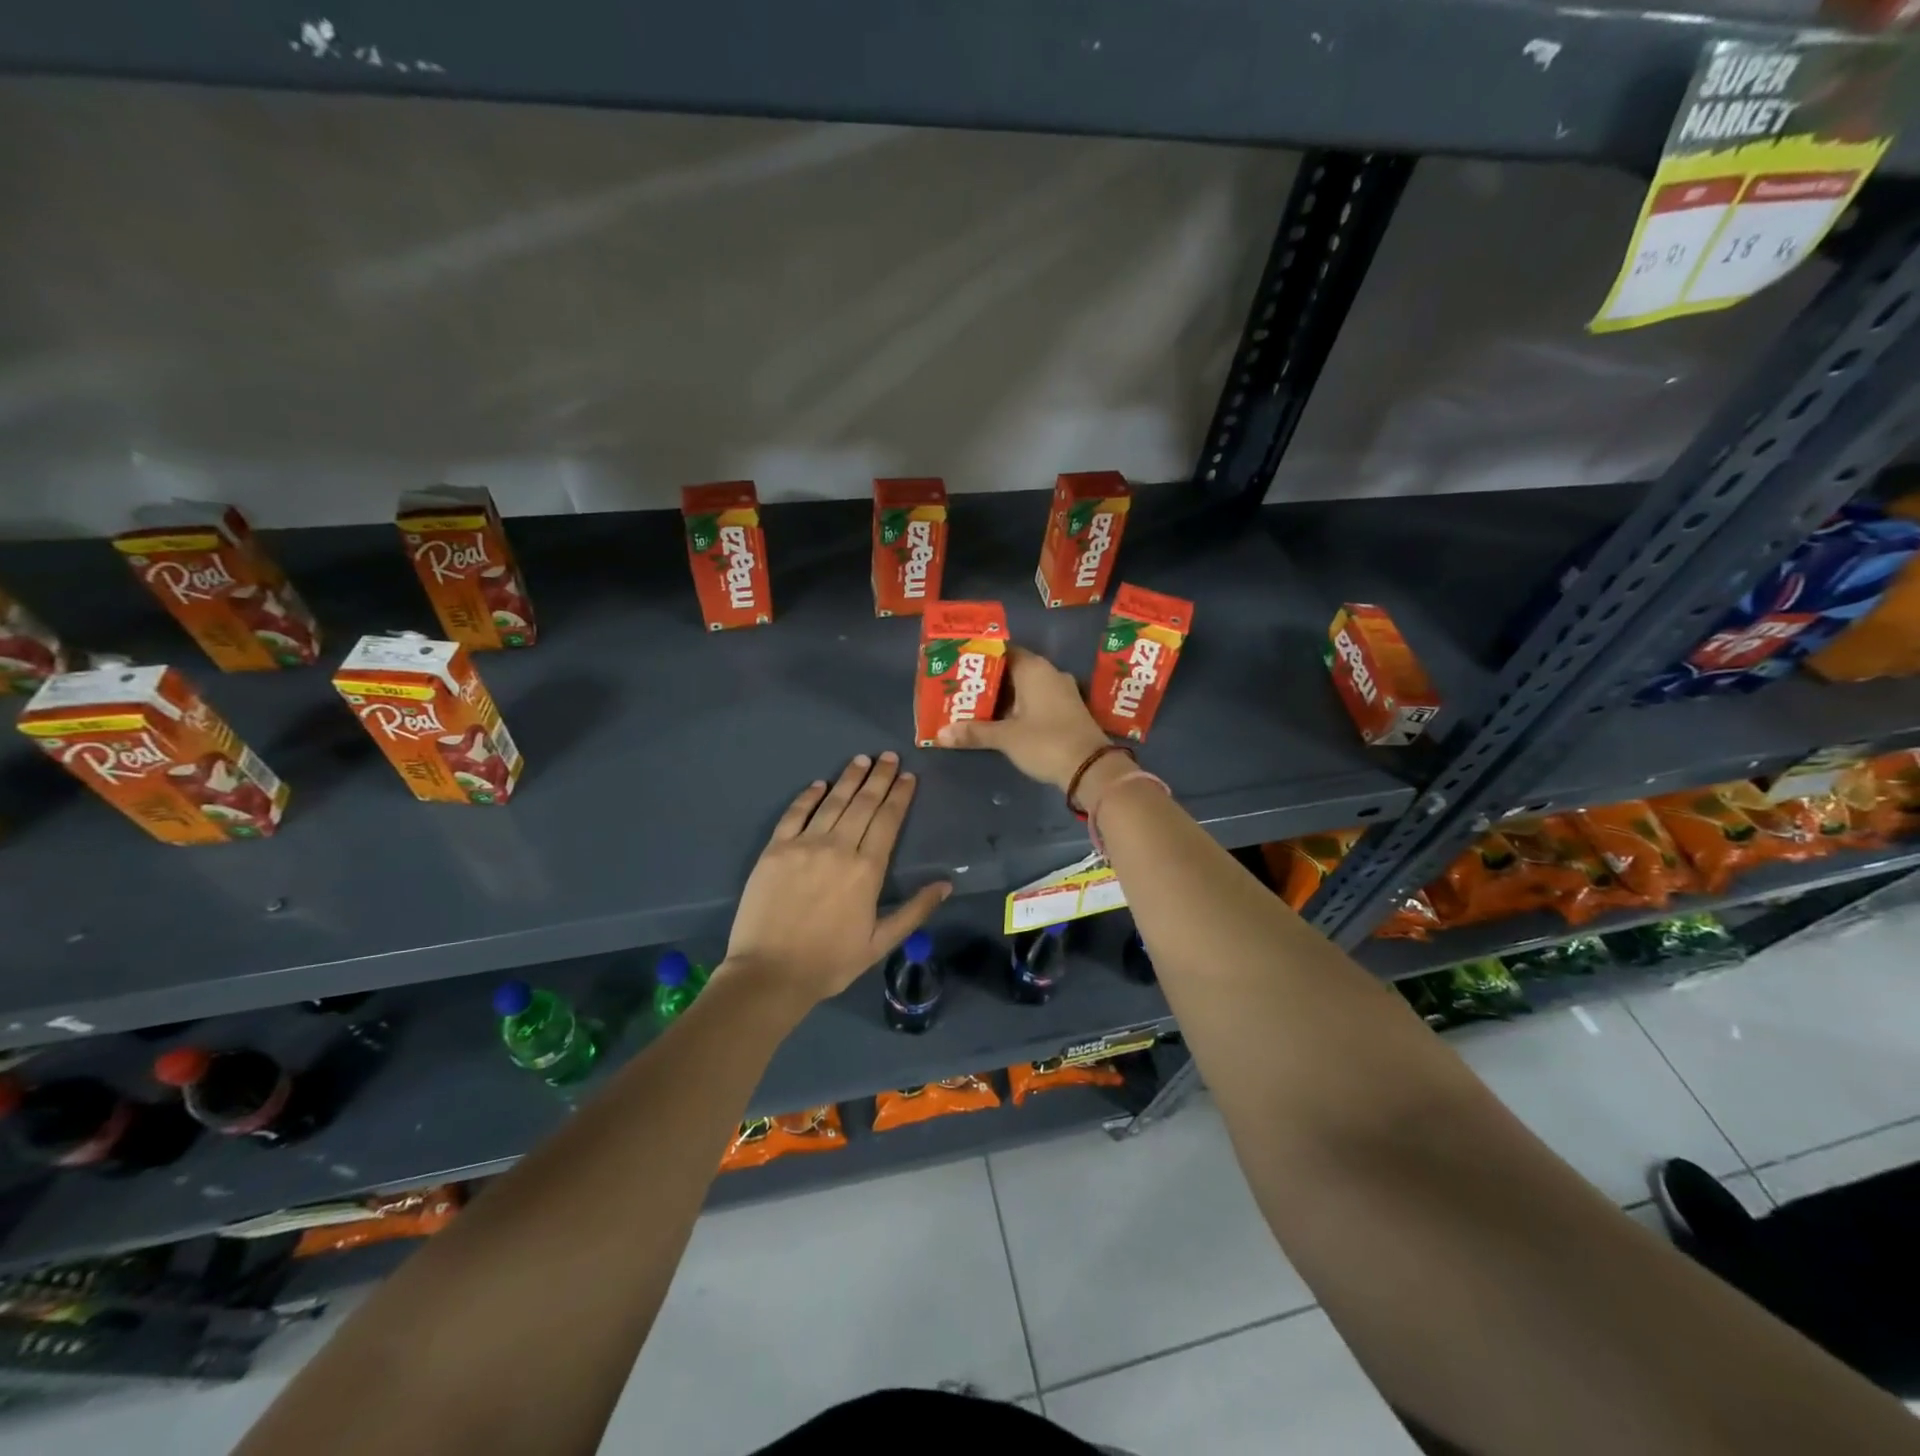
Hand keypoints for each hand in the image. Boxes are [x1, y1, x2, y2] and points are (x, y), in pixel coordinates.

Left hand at [720, 753, 950, 1007]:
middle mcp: (838, 848)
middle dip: (879, 777)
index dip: (899, 795)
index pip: (888, 820)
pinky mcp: (775, 849)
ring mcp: (804, 845)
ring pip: (832, 802)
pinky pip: (795, 814)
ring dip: (849, 778)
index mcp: (867, 869)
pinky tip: (819, 784)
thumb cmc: (830, 962)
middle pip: (863, 804)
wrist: (770, 973)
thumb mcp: (880, 942)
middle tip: (888, 755)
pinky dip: (808, 796)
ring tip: (862, 759)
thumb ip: (914, 910)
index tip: (907, 776)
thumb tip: (946, 884)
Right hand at [937, 646, 1109, 791]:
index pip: (1003, 651)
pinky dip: (1019, 707)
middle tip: (962, 689)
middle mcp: (1050, 673)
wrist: (1091, 768)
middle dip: (989, 681)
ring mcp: (1062, 692)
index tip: (961, 666)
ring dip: (1004, 697)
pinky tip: (1002, 720)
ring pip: (1026, 687)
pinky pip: (1037, 700)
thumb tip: (941, 733)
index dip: (981, 658)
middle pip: (1013, 670)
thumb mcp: (1006, 738)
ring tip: (976, 706)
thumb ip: (974, 732)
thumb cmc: (1046, 742)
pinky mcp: (1068, 710)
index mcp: (1034, 669)